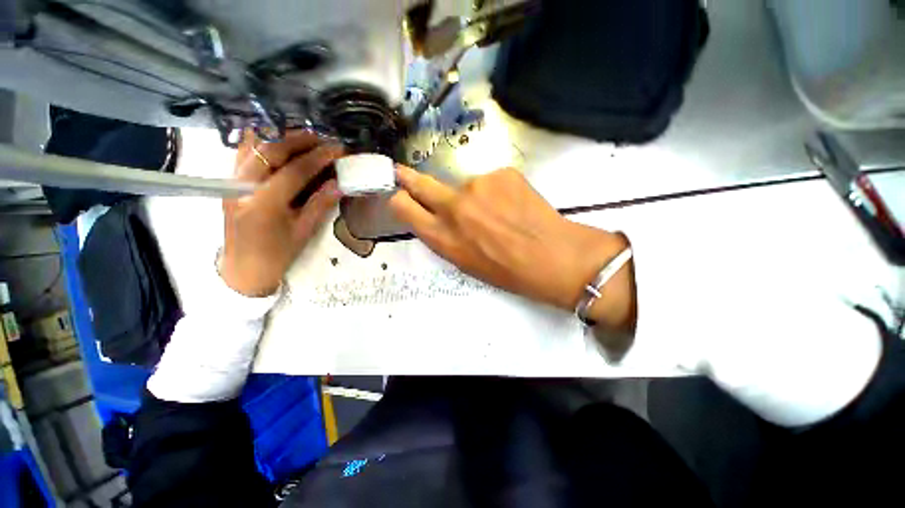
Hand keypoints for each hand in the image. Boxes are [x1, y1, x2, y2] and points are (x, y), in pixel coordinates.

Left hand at [220, 131, 343, 296]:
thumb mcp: (303, 231)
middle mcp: (243, 186)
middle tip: (324, 139)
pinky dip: (261, 143)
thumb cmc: (277, 254)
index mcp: (264, 204)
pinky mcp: (229, 182)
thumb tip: (339, 183)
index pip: (295, 171)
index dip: (319, 157)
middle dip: (301, 141)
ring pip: (255, 148)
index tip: (337, 149)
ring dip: (282, 139)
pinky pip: (243, 154)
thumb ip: (320, 204)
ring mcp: (232, 182)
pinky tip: (276, 140)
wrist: (243, 268)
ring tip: (306, 138)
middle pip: (272, 151)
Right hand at [389, 166, 635, 332]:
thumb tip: (438, 217)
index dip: (400, 199)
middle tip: (401, 171)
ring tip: (500, 213)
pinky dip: (499, 191)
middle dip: (408, 177)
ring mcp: (477, 184)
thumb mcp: (465, 262)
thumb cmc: (506, 270)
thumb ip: (445, 237)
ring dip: (477, 196)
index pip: (404, 207)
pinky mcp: (501, 172)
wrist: (551, 256)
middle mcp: (453, 207)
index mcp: (443, 237)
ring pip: (468, 185)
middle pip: (421, 183)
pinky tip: (515, 206)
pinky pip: (492, 181)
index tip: (399, 194)